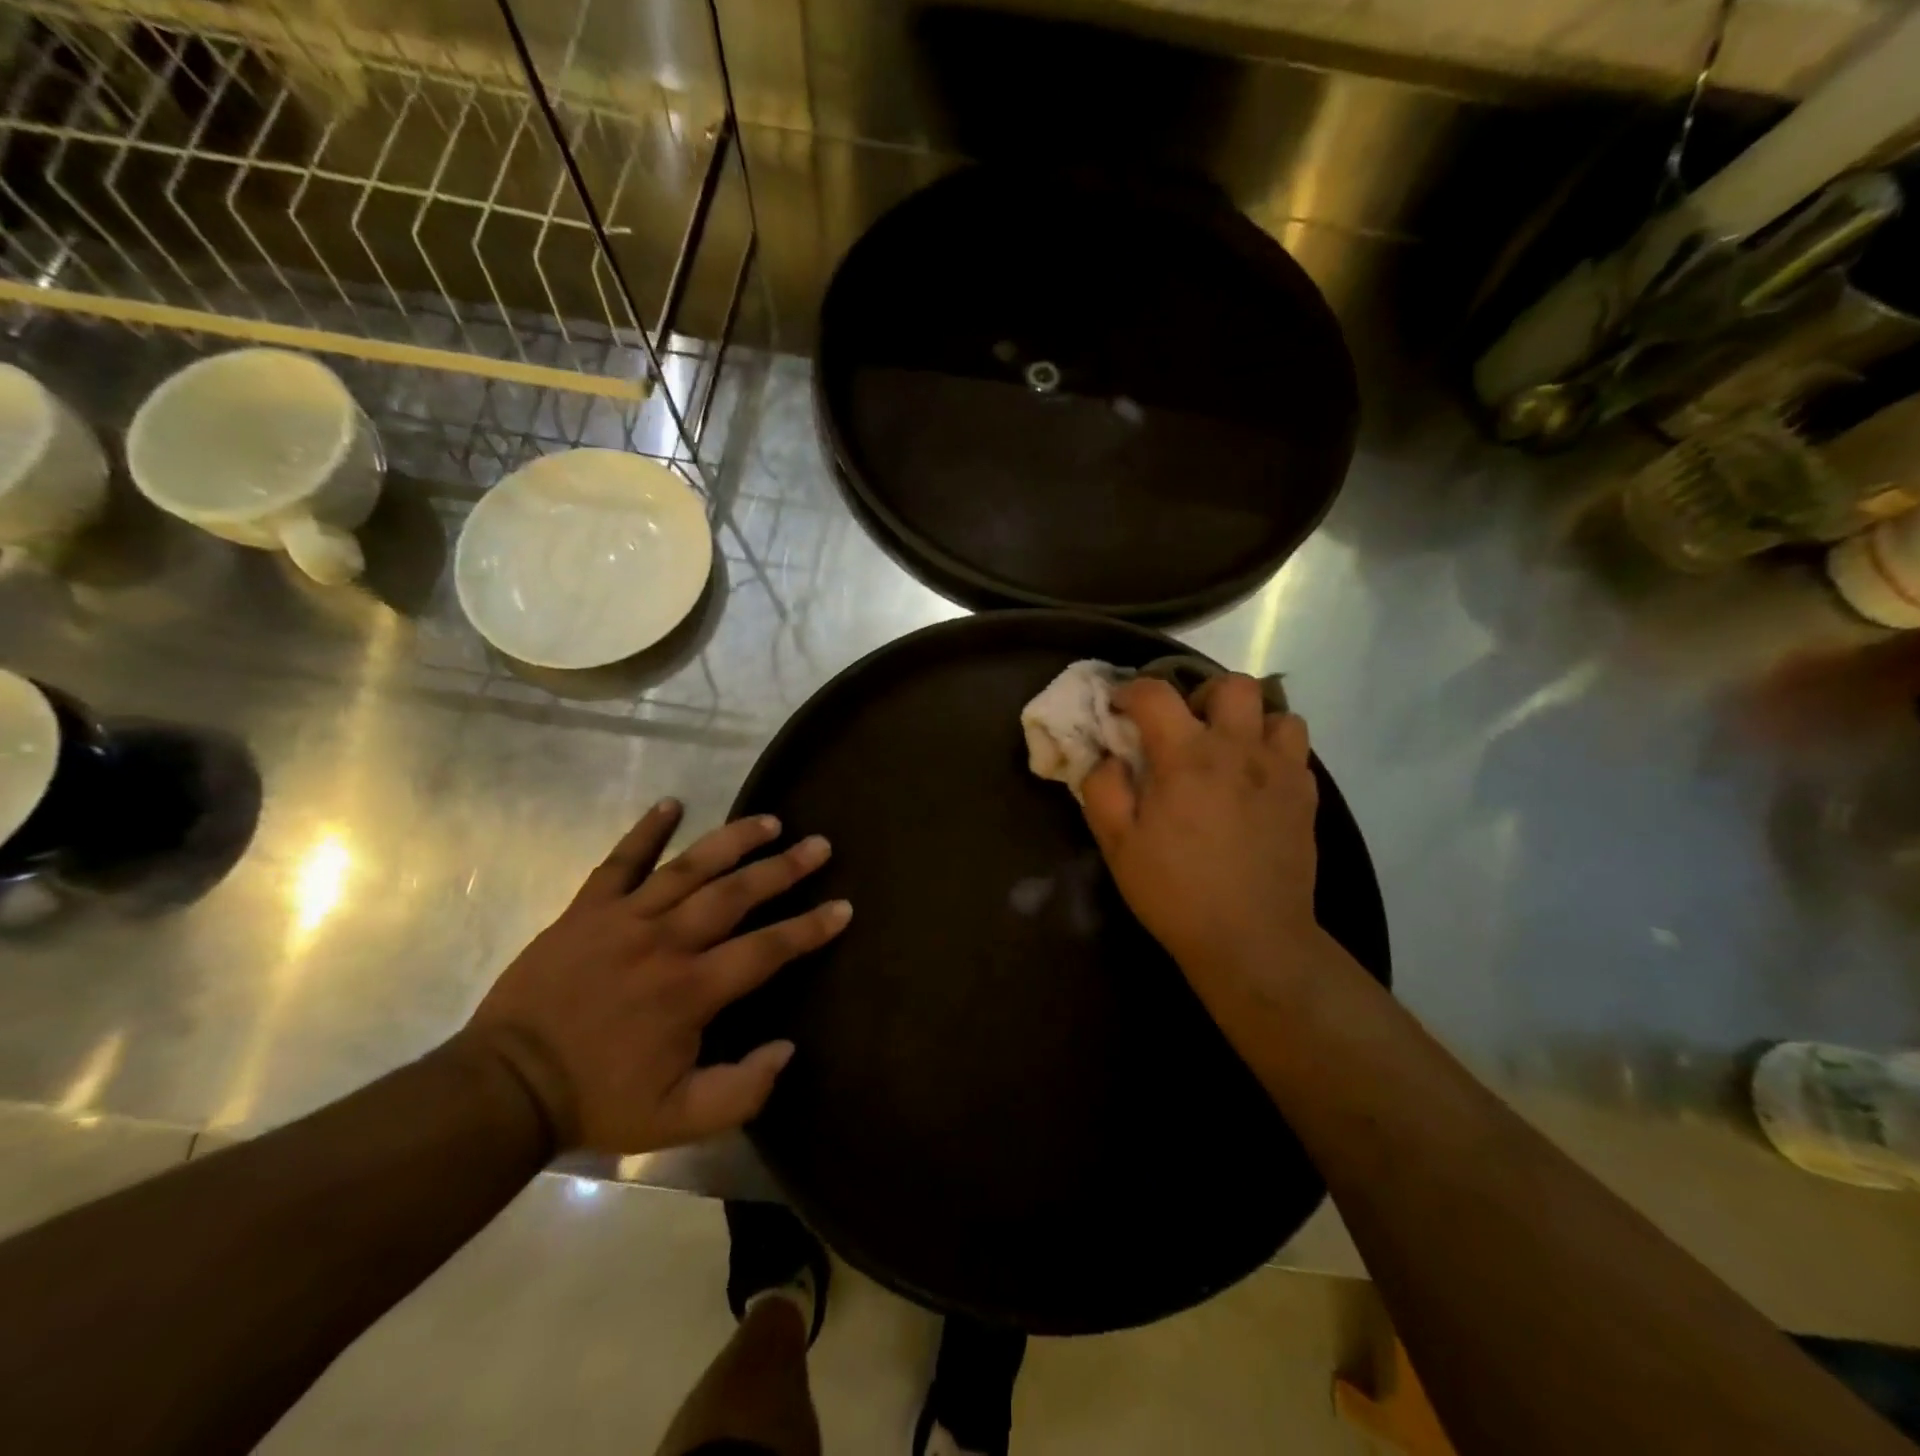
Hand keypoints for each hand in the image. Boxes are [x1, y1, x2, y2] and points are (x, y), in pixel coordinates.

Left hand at [463, 801, 848, 1153]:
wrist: (504, 1088)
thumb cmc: (598, 1100)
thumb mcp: (678, 1121)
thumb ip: (741, 1091)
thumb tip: (787, 1048)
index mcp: (691, 990)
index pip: (766, 949)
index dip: (809, 927)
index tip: (844, 906)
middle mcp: (666, 942)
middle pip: (735, 894)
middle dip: (783, 867)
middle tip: (819, 844)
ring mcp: (623, 919)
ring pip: (689, 868)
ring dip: (732, 840)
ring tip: (768, 820)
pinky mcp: (586, 910)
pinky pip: (619, 862)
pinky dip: (646, 831)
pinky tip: (672, 803)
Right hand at [1081, 675, 1321, 1010]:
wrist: (1252, 939)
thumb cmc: (1175, 891)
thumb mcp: (1116, 844)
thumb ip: (1103, 788)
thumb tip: (1108, 757)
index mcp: (1186, 756)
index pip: (1155, 693)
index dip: (1130, 691)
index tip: (1119, 708)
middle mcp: (1238, 750)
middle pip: (1233, 685)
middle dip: (1203, 693)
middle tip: (1187, 725)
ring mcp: (1280, 771)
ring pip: (1279, 713)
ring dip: (1250, 721)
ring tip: (1230, 750)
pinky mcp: (1305, 797)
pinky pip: (1296, 752)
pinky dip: (1274, 753)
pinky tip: (1256, 783)